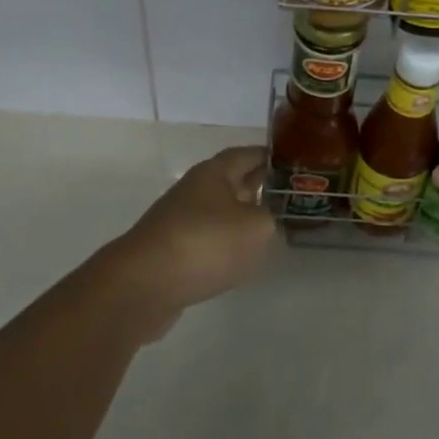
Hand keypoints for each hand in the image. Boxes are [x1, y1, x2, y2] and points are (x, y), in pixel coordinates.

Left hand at [95, 146, 275, 337]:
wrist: (144, 284)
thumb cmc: (206, 243)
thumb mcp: (256, 227)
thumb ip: (270, 218)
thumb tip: (264, 218)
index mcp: (215, 172)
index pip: (248, 154)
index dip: (271, 157)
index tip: (294, 165)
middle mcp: (195, 189)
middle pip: (233, 182)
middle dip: (259, 187)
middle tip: (289, 197)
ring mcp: (180, 220)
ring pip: (220, 211)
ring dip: (241, 217)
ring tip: (269, 229)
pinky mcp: (171, 250)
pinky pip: (206, 238)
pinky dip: (224, 243)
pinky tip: (239, 258)